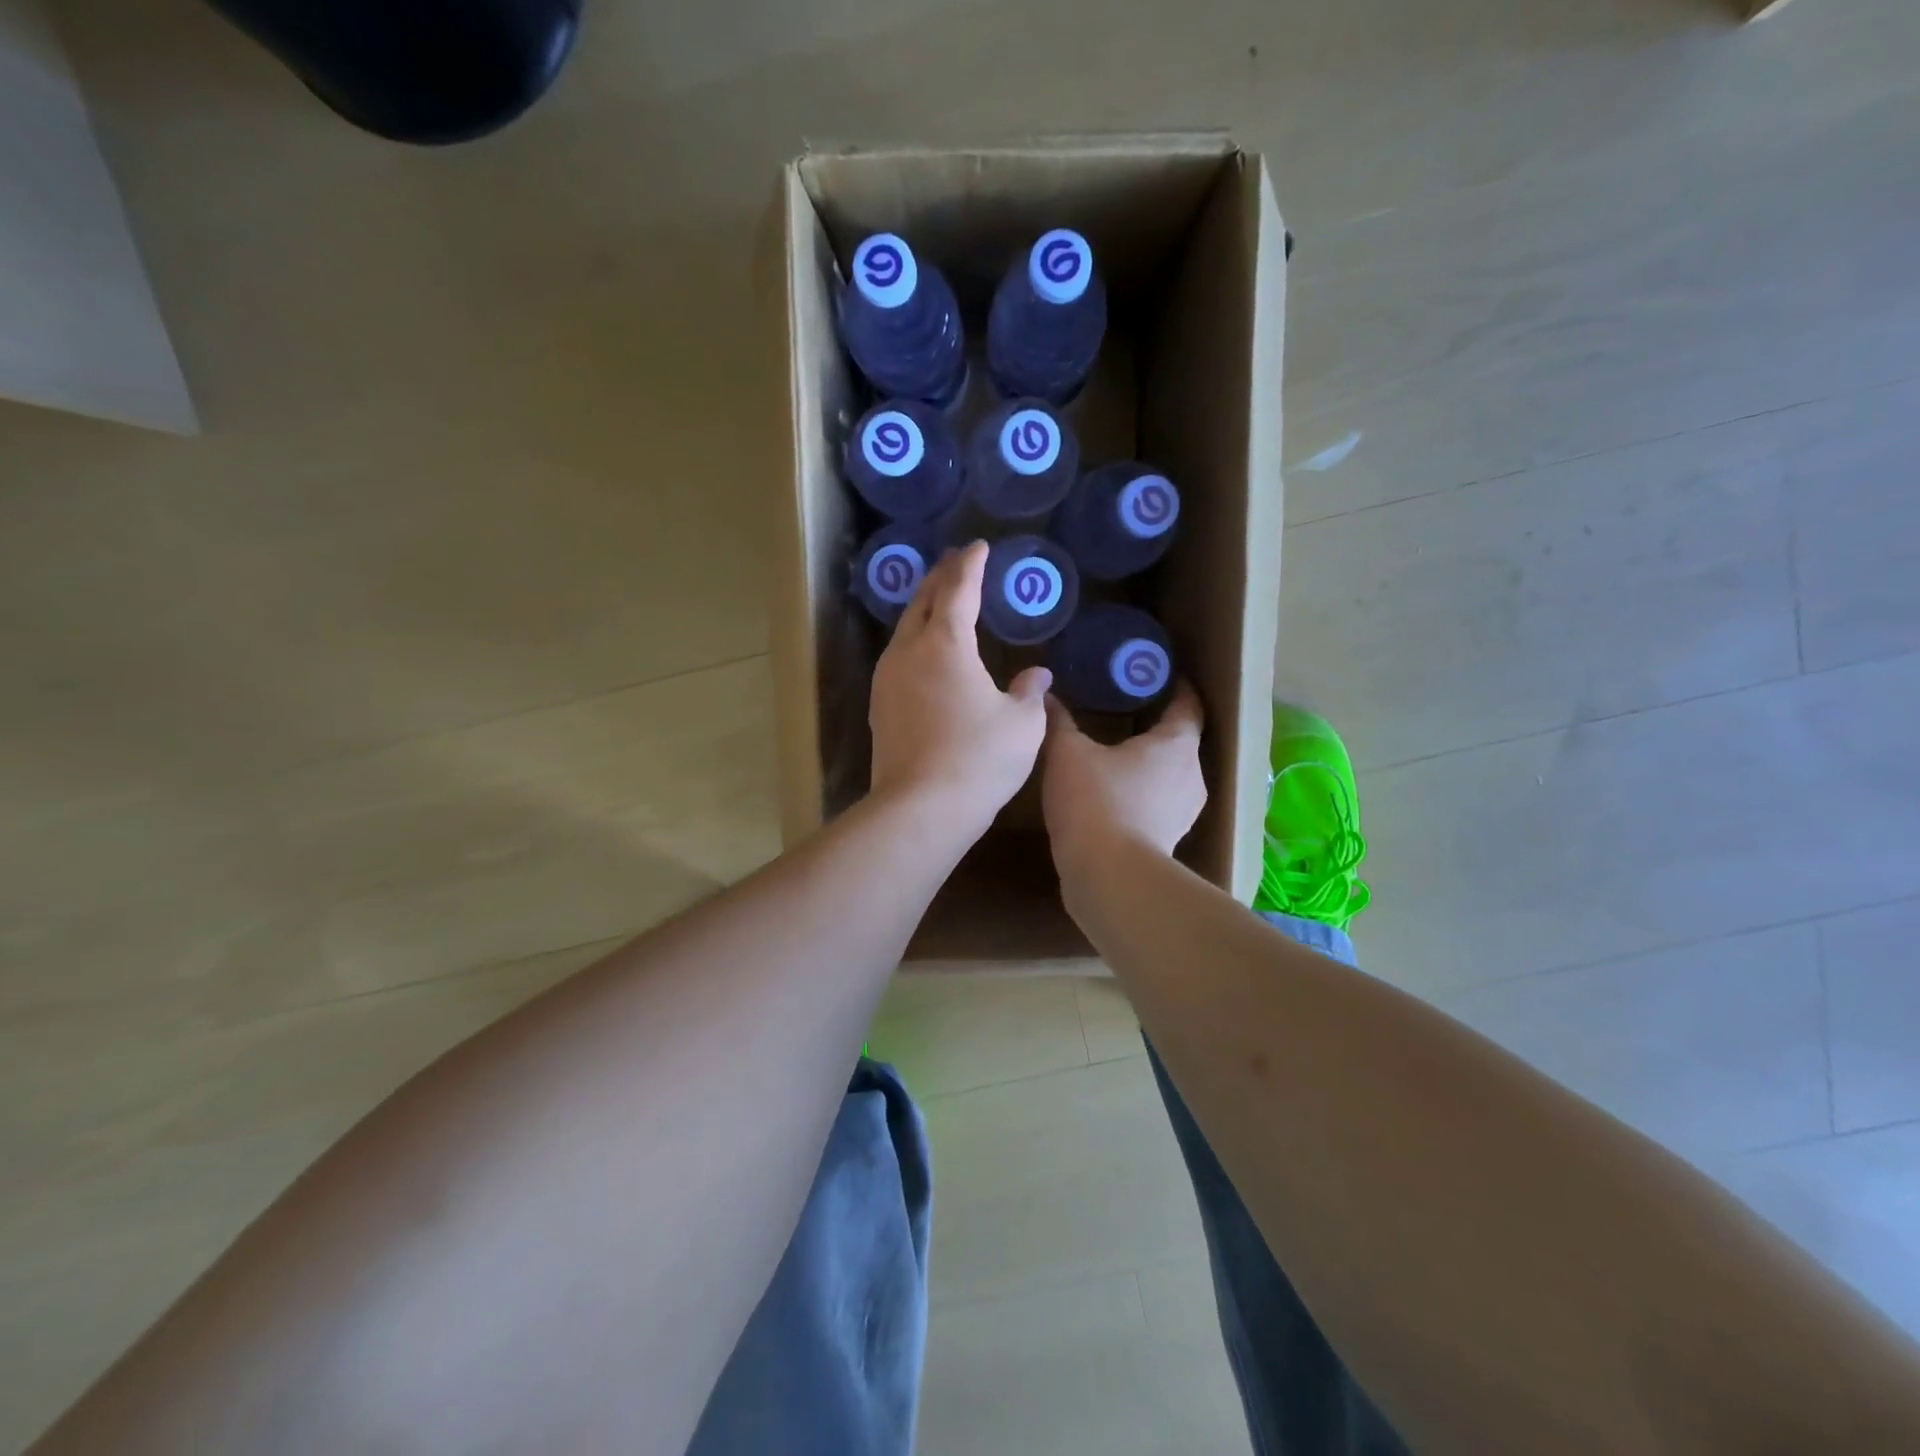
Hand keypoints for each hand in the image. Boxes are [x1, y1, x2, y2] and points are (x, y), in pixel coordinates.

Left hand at [868, 541, 1050, 838]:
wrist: (921, 809)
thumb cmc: (979, 759)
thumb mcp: (1022, 724)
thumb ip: (1029, 691)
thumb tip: (1036, 673)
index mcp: (946, 644)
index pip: (958, 589)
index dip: (971, 565)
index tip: (980, 547)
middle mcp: (909, 652)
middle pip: (922, 601)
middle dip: (941, 577)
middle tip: (957, 562)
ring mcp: (887, 679)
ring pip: (904, 629)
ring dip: (923, 609)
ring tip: (940, 601)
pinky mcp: (879, 706)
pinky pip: (898, 657)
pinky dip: (915, 641)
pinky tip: (925, 654)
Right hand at [1041, 681, 1206, 880]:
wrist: (1108, 877)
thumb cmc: (1094, 801)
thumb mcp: (1067, 753)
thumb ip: (1059, 721)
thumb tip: (1046, 695)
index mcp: (1176, 744)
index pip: (1188, 705)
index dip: (1178, 688)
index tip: (1161, 675)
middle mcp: (1192, 775)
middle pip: (1182, 742)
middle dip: (1158, 726)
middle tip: (1127, 711)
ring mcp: (1185, 812)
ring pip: (1172, 775)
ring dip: (1151, 764)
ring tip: (1118, 754)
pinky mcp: (1170, 840)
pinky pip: (1160, 804)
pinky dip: (1143, 793)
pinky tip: (1115, 795)